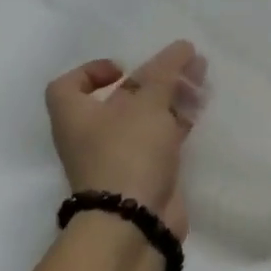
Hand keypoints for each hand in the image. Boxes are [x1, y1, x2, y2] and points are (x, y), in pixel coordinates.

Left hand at [45, 41, 207, 240]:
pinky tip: (201, 109)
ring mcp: (119, 157)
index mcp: (75, 116)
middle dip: (152, 79)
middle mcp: (92, 136)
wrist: (134, 224)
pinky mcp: (146, 174)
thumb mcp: (147, 103)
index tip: (124, 68)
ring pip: (146, 118)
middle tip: (182, 65)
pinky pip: (162, 140)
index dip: (92, 71)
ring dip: (171, 97)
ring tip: (201, 78)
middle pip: (119, 98)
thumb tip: (182, 46)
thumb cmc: (128, 152)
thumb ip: (166, 72)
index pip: (69, 86)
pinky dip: (178, 123)